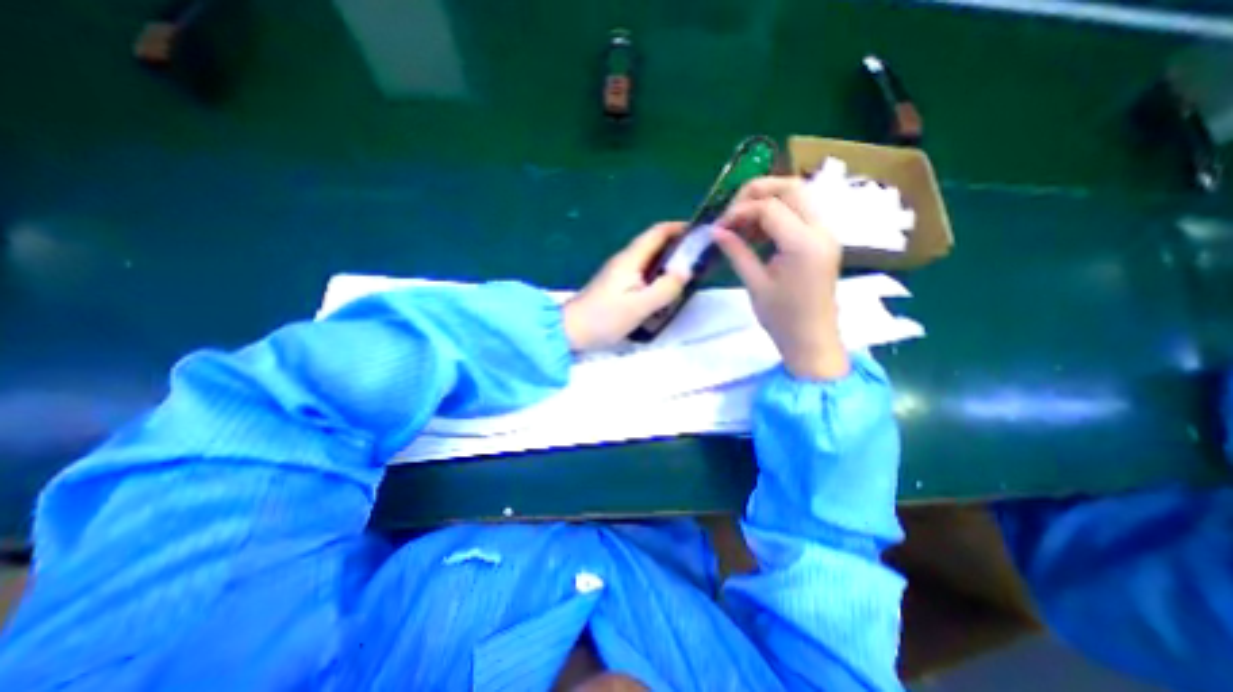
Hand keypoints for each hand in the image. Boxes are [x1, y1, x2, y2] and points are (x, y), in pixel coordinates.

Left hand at [562, 222, 688, 350]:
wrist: (571, 330)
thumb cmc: (604, 317)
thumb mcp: (640, 306)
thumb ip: (665, 288)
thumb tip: (685, 271)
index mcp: (630, 259)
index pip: (657, 232)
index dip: (679, 227)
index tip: (700, 233)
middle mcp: (624, 260)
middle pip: (653, 244)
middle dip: (677, 245)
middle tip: (700, 257)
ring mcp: (618, 272)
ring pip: (648, 259)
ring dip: (668, 261)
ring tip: (688, 273)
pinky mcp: (616, 285)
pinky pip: (642, 273)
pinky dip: (657, 274)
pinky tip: (665, 289)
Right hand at [708, 176, 852, 380]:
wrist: (812, 339)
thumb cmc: (782, 319)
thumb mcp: (755, 284)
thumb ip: (737, 251)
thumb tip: (716, 230)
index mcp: (803, 244)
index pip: (769, 207)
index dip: (739, 211)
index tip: (719, 226)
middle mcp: (821, 230)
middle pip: (791, 187)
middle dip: (757, 192)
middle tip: (732, 211)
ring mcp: (826, 234)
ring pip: (799, 195)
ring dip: (768, 201)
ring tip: (743, 224)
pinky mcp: (824, 240)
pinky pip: (802, 212)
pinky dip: (779, 213)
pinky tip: (759, 232)